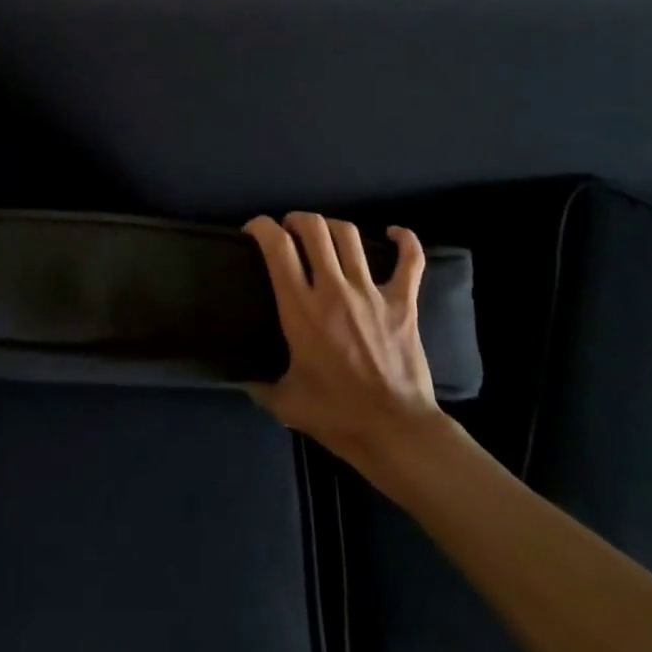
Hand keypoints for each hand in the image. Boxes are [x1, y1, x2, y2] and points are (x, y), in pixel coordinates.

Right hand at [243, 212, 438, 459]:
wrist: (396, 431)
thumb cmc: (336, 416)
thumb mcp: (285, 403)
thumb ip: (258, 385)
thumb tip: (241, 378)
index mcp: (300, 309)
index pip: (277, 247)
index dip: (261, 227)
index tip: (254, 231)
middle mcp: (334, 289)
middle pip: (314, 229)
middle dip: (297, 220)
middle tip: (290, 231)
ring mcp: (371, 292)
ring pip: (350, 236)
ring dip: (333, 227)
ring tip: (325, 234)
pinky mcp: (403, 302)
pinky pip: (410, 260)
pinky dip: (404, 241)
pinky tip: (394, 233)